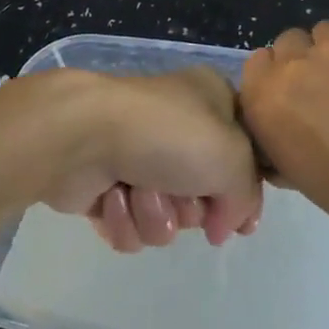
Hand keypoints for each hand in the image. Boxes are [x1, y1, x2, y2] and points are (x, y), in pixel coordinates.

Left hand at [33, 68, 263, 252]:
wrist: (81, 137)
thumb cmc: (167, 134)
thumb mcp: (233, 158)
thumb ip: (246, 196)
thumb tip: (224, 226)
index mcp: (213, 102)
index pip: (243, 157)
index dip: (243, 195)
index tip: (239, 224)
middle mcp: (178, 129)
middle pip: (204, 196)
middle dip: (188, 206)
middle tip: (178, 193)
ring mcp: (139, 157)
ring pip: (166, 218)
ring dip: (154, 213)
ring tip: (136, 190)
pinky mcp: (105, 187)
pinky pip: (131, 226)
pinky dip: (124, 219)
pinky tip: (113, 197)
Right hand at [240, 0, 328, 254]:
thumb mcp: (309, 183)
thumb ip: (286, 148)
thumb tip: (289, 139)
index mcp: (266, 105)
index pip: (256, 70)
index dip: (279, 85)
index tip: (302, 105)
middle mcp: (294, 65)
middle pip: (289, 44)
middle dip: (308, 65)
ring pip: (328, 31)